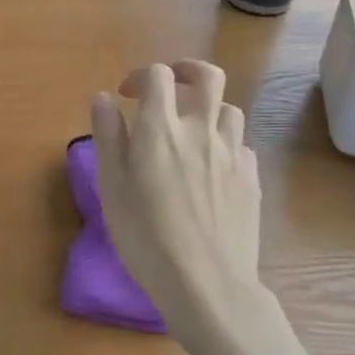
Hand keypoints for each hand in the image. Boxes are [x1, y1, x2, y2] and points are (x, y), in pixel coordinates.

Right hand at [92, 61, 303, 354]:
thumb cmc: (145, 237)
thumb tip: (103, 99)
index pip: (158, 76)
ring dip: (207, 109)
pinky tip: (209, 167)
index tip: (125, 97)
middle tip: (168, 89)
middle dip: (186, 71)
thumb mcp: (111, 187)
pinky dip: (223, 143)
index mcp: (161, 130)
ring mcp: (231, 154)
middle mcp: (201, 131)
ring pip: (229, 109)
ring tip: (189, 132)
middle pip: (207, 76)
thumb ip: (108, 137)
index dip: (140, 76)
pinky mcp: (251, 178)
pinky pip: (240, 145)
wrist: (206, 284)